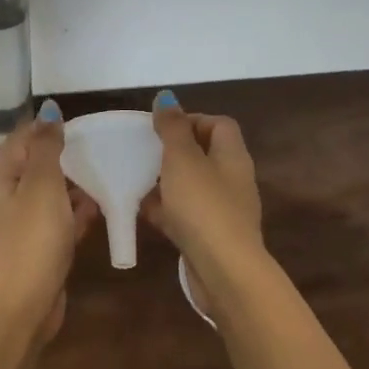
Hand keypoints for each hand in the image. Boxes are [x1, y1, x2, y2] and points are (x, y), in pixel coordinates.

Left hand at [0, 101, 98, 339]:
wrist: (23, 304)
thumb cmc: (32, 237)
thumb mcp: (41, 184)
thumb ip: (46, 147)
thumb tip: (49, 111)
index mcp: (0, 180)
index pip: (20, 140)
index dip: (47, 128)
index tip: (80, 124)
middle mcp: (5, 201)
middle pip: (35, 168)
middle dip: (64, 158)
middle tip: (99, 148)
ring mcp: (20, 229)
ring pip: (49, 197)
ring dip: (73, 187)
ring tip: (106, 174)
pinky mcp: (37, 252)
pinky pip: (58, 224)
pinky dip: (75, 215)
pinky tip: (100, 210)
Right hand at [142, 90, 262, 314]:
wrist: (224, 271)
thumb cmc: (203, 206)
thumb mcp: (183, 160)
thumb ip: (172, 128)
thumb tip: (166, 97)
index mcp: (232, 156)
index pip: (219, 124)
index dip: (191, 119)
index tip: (160, 127)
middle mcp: (232, 179)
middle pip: (204, 155)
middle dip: (173, 152)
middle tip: (144, 153)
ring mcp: (223, 210)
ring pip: (191, 186)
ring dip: (166, 182)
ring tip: (136, 180)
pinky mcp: (210, 236)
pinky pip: (185, 214)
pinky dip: (165, 210)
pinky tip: (141, 211)